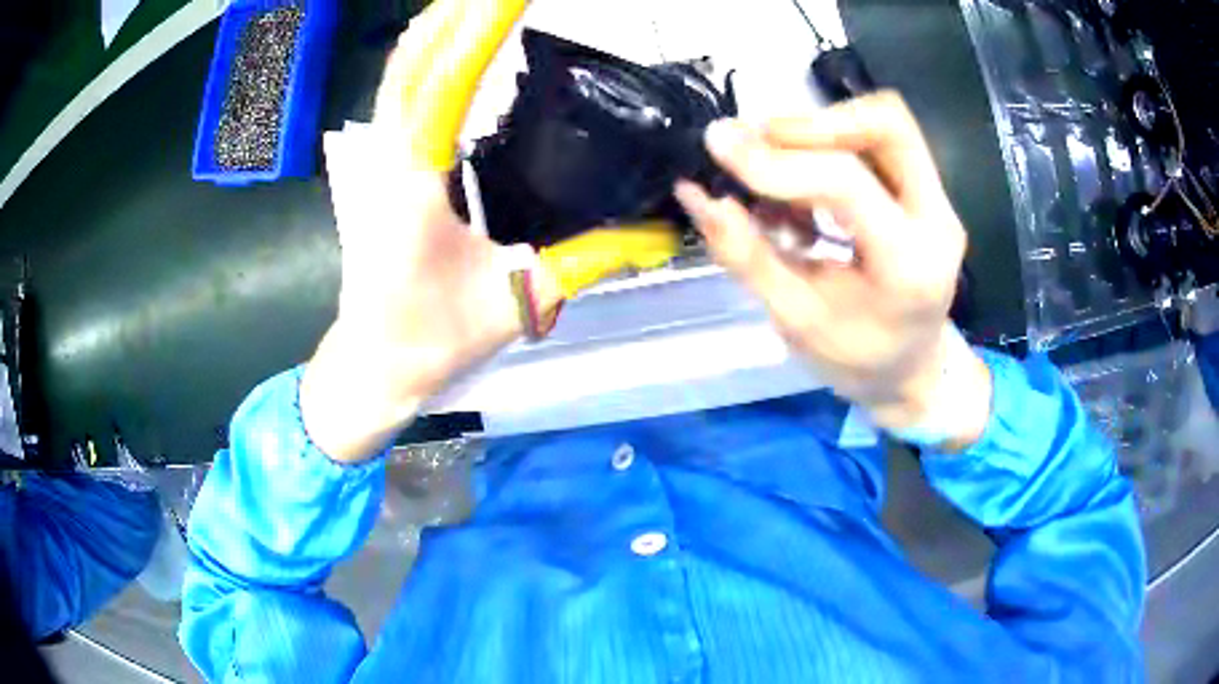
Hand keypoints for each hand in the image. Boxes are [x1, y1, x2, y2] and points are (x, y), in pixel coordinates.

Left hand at [301, 0, 554, 461]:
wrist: (374, 362)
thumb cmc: (432, 337)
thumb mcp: (519, 298)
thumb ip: (592, 258)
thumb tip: (664, 233)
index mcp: (415, 183)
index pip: (446, 81)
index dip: (480, 28)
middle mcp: (388, 156)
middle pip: (415, 61)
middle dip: (457, 15)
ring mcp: (377, 158)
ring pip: (401, 73)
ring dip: (439, 30)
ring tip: (482, 4)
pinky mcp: (380, 165)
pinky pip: (399, 95)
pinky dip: (425, 58)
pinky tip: (449, 43)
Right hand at [675, 92, 990, 444]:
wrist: (913, 373)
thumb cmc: (857, 361)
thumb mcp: (796, 320)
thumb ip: (747, 255)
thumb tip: (697, 194)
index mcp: (909, 266)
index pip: (846, 183)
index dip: (778, 161)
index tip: (720, 146)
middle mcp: (937, 220)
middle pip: (887, 125)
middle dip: (815, 122)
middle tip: (761, 140)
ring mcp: (939, 202)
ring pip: (886, 125)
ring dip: (823, 130)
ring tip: (775, 164)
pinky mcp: (928, 194)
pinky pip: (880, 144)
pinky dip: (833, 147)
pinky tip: (802, 185)